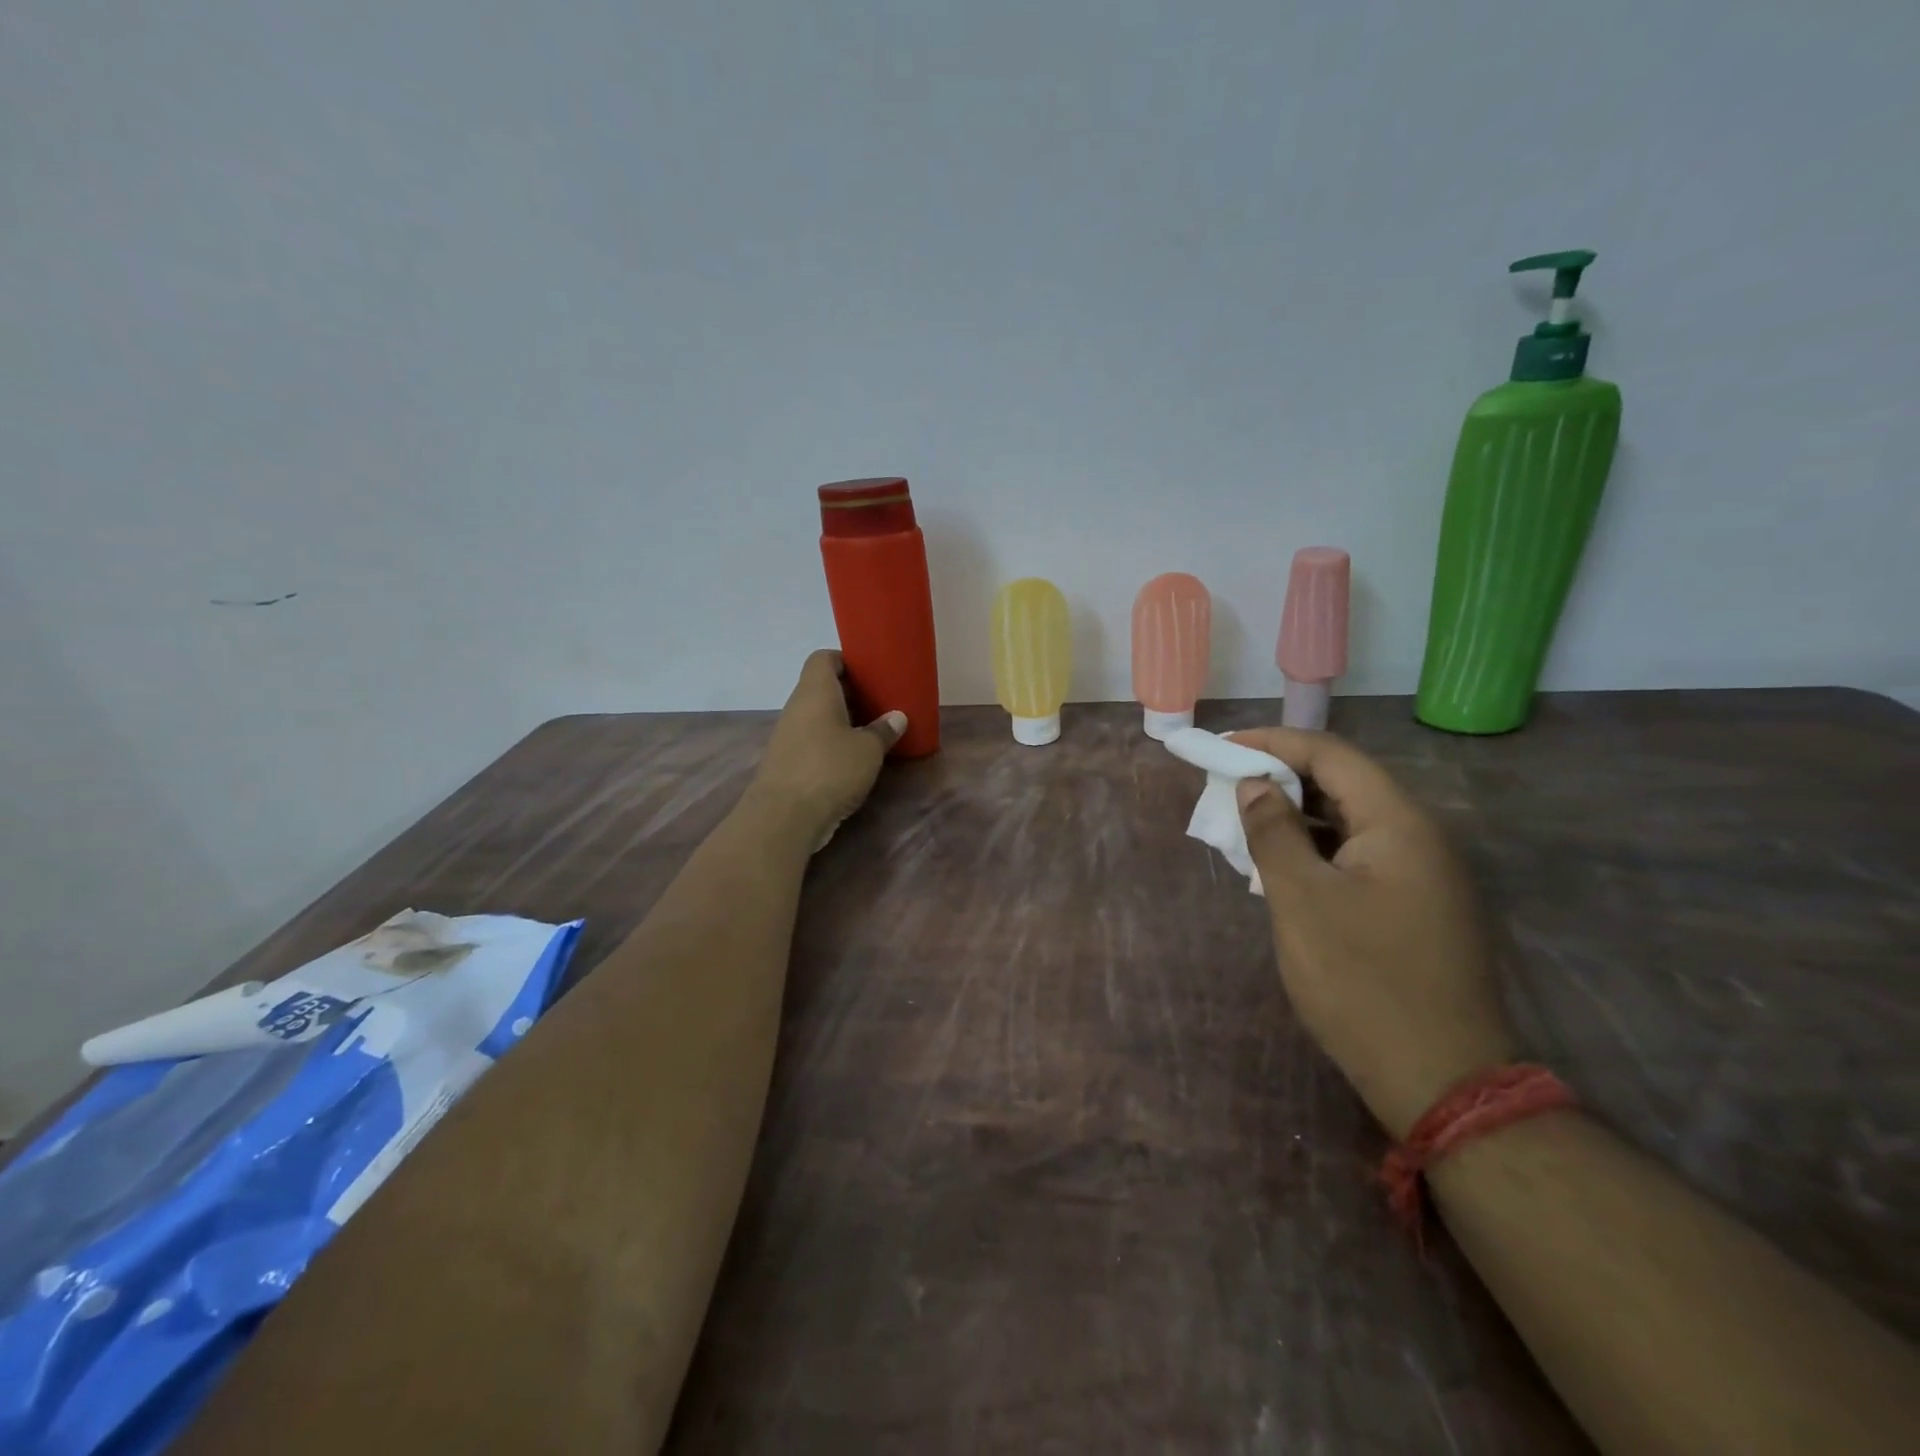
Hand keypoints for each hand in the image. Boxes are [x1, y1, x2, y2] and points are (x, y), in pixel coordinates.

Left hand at [749, 651, 906, 845]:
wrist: (783, 817)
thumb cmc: (830, 770)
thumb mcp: (868, 750)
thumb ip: (883, 731)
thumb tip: (897, 717)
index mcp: (815, 692)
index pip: (823, 658)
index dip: (845, 660)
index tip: (870, 672)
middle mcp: (797, 707)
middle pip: (821, 687)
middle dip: (850, 693)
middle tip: (880, 702)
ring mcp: (788, 735)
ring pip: (817, 716)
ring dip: (842, 720)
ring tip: (872, 730)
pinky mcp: (787, 761)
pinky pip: (812, 739)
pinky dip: (831, 742)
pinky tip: (853, 758)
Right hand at [1230, 728, 1516, 1138]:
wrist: (1441, 1080)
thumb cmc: (1361, 981)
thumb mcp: (1301, 900)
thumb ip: (1273, 832)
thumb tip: (1254, 783)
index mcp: (1399, 823)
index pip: (1331, 755)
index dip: (1272, 742)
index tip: (1220, 749)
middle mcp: (1420, 837)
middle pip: (1344, 783)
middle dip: (1281, 777)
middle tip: (1227, 785)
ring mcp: (1424, 874)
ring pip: (1350, 822)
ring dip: (1296, 815)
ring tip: (1245, 822)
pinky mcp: (1417, 906)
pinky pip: (1359, 856)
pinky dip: (1316, 849)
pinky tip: (1282, 866)